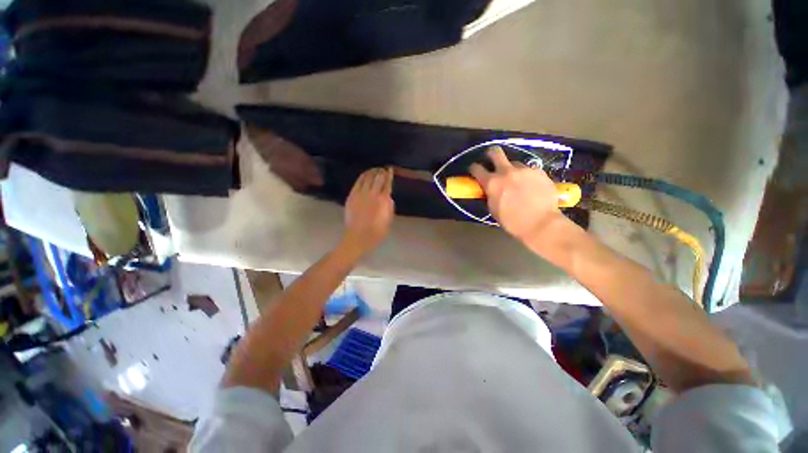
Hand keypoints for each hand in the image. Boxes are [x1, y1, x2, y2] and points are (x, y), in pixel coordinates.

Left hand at [343, 168, 394, 253]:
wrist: (357, 237)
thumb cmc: (376, 232)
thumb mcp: (388, 221)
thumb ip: (389, 207)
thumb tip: (388, 196)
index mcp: (383, 200)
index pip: (387, 183)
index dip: (389, 175)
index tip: (390, 169)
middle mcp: (372, 194)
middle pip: (377, 178)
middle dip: (381, 171)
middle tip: (383, 169)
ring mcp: (360, 194)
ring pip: (367, 177)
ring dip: (372, 171)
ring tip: (375, 169)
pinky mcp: (352, 196)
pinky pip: (358, 182)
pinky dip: (363, 176)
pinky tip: (365, 175)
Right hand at [470, 146, 565, 240]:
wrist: (540, 223)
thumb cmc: (512, 221)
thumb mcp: (493, 209)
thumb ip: (489, 194)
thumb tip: (489, 189)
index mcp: (492, 183)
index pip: (476, 168)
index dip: (473, 168)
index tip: (474, 170)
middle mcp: (506, 171)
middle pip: (495, 152)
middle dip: (490, 154)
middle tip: (491, 159)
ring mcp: (524, 169)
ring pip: (514, 163)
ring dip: (512, 170)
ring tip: (518, 181)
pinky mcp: (538, 171)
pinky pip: (529, 170)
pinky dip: (526, 176)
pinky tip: (531, 186)